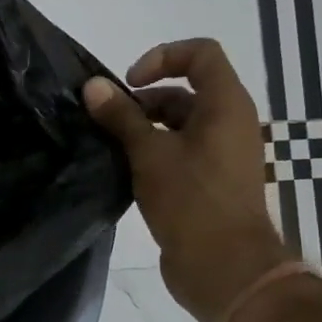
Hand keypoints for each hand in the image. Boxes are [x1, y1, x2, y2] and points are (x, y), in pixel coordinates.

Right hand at [84, 39, 288, 321]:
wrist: (225, 268)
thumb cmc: (191, 201)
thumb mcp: (149, 153)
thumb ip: (120, 116)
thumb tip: (92, 86)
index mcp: (225, 105)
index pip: (201, 54)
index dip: (163, 56)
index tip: (129, 83)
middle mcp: (230, 123)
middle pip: (186, 90)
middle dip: (144, 100)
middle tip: (109, 122)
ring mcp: (222, 155)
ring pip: (179, 124)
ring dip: (144, 128)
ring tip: (111, 148)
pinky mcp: (210, 182)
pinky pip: (181, 152)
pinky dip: (153, 152)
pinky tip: (125, 170)